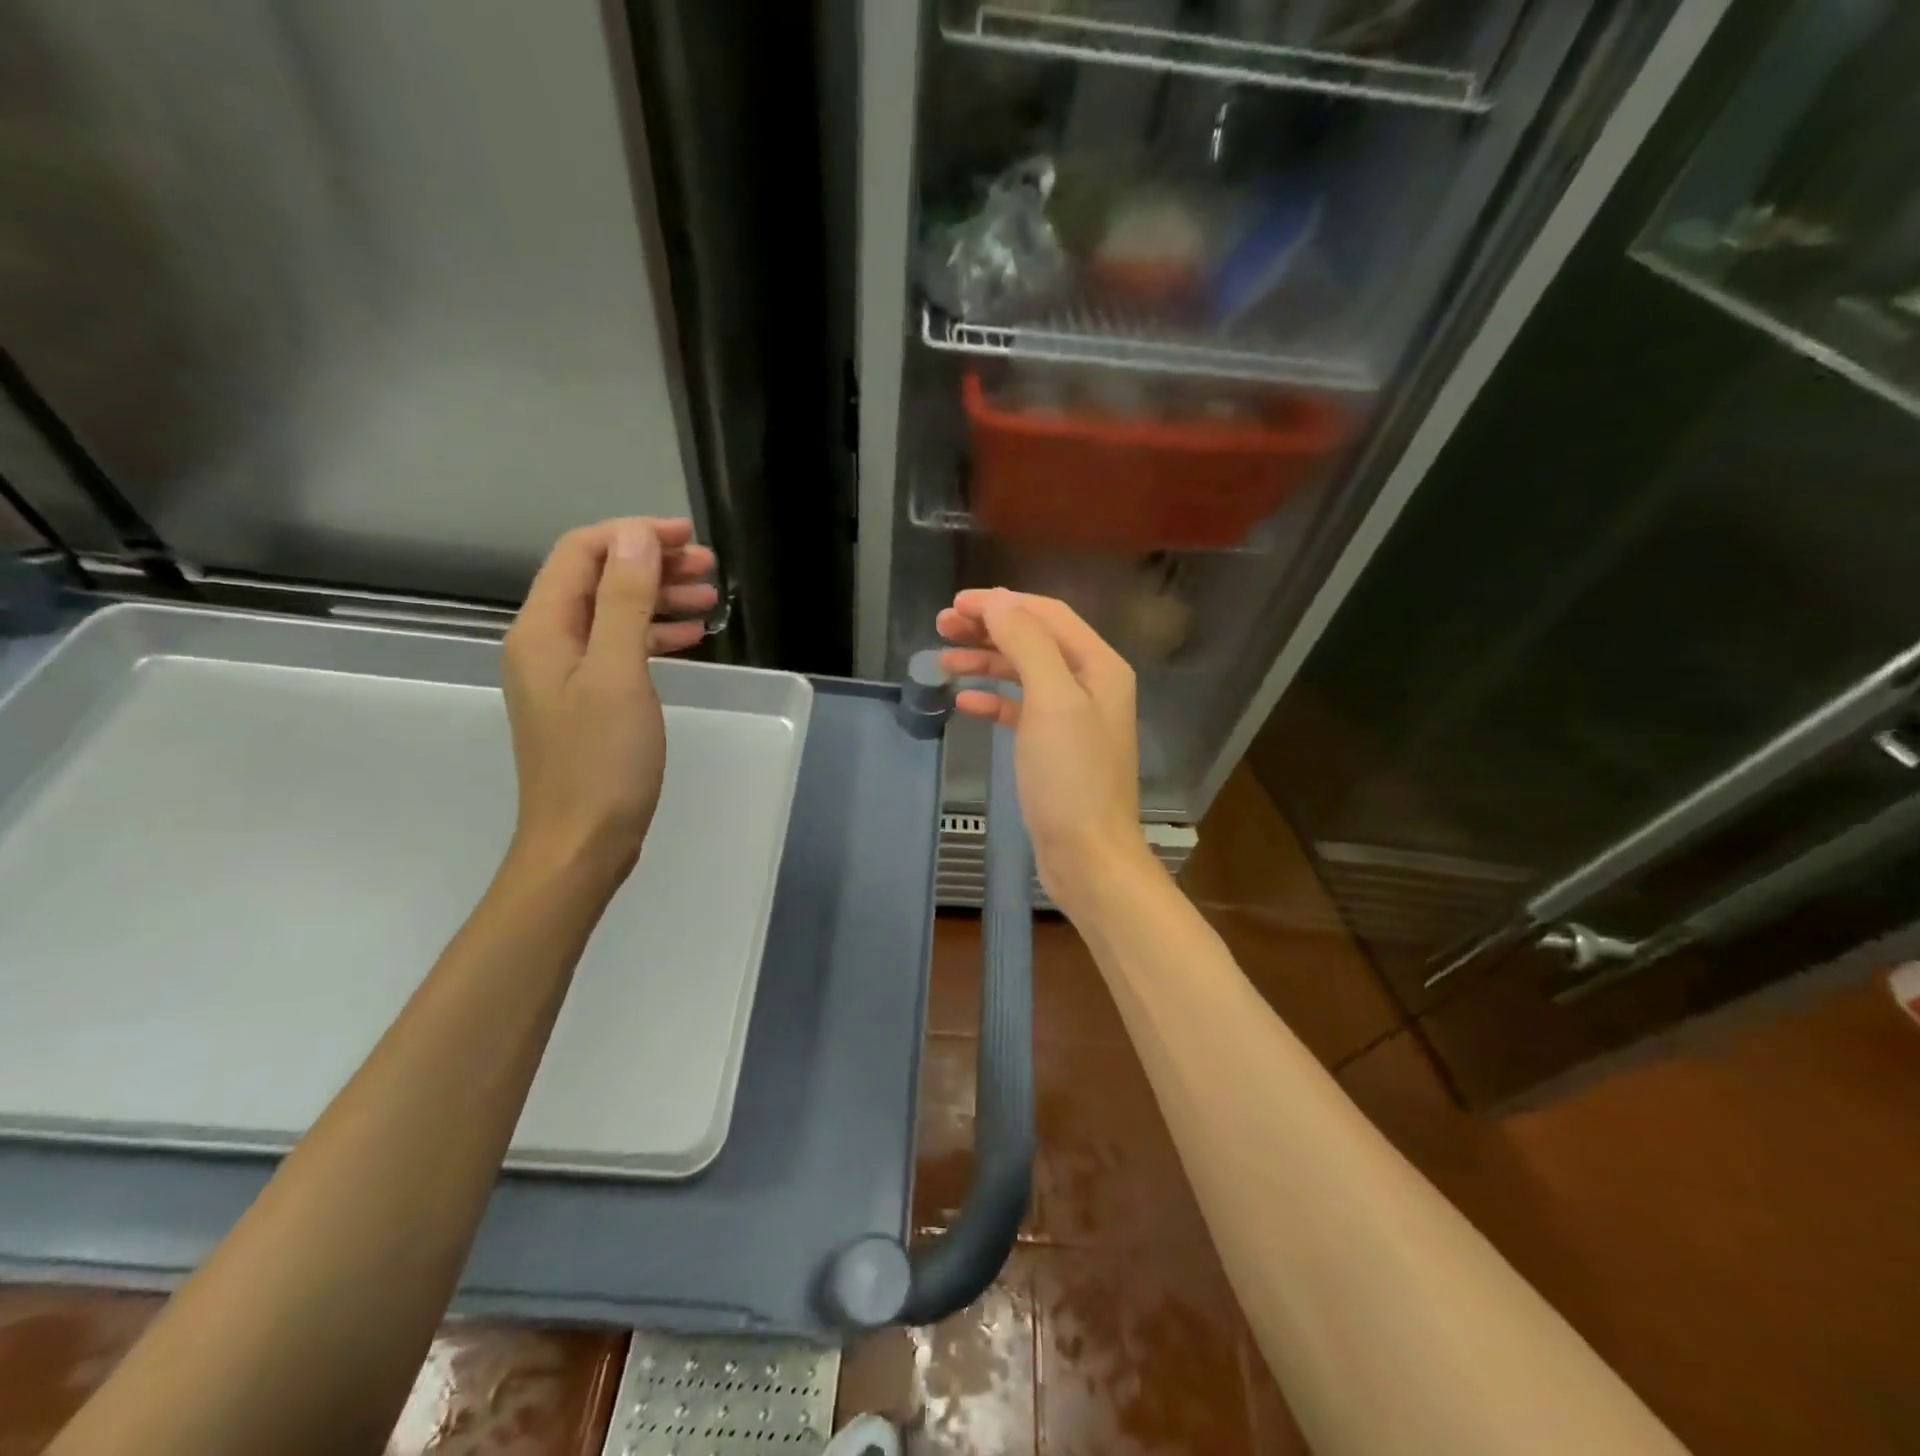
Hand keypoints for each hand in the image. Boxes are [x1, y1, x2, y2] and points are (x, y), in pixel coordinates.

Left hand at [501, 518, 716, 884]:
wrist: (582, 842)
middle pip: (597, 580)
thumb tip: (635, 537)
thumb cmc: (602, 760)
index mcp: (543, 629)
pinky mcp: (586, 700)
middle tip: (708, 569)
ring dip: (658, 599)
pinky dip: (654, 635)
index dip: (634, 536)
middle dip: (651, 564)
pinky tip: (689, 638)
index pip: (582, 553)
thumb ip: (624, 600)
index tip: (688, 539)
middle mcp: (546, 643)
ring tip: (709, 599)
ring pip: (613, 614)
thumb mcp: (618, 673)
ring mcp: (565, 674)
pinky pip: (620, 649)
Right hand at [937, 588, 1154, 906]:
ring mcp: (1073, 717)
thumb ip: (1027, 644)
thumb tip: (998, 602)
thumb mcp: (1052, 700)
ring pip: (1024, 673)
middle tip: (942, 626)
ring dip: (985, 662)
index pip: (1047, 614)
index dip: (1002, 603)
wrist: (1088, 855)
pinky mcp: (1054, 747)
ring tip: (943, 660)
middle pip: (1034, 640)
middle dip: (989, 628)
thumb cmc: (1071, 777)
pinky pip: (1020, 710)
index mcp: (1098, 665)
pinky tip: (965, 701)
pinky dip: (993, 700)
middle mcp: (1090, 684)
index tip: (956, 604)